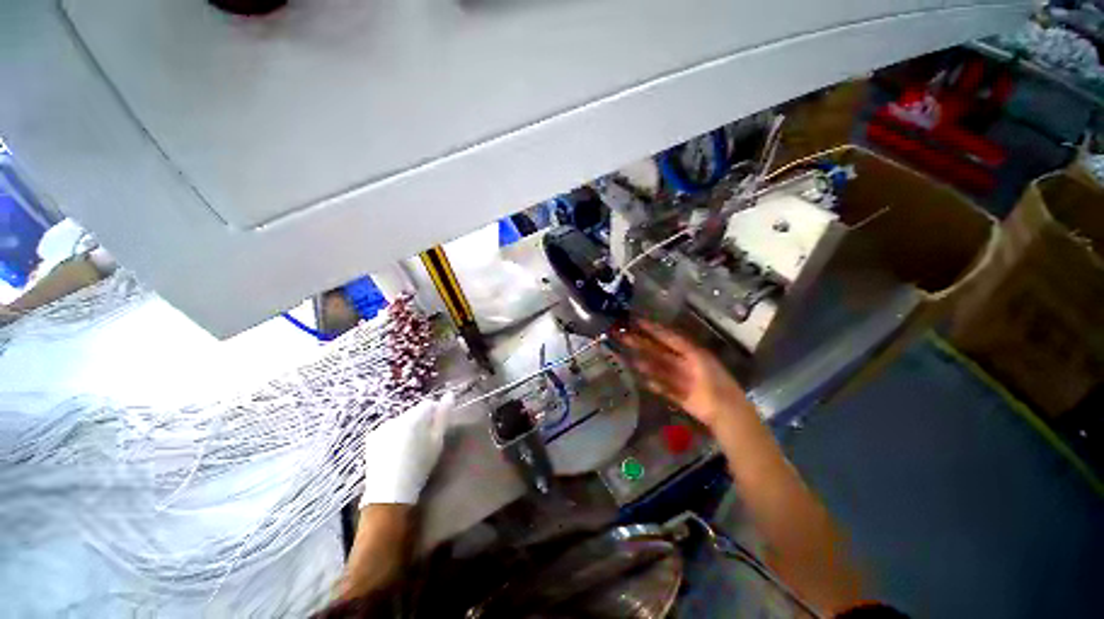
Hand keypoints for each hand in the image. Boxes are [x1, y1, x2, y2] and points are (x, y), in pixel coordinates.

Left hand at [360, 392, 454, 506]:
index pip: (429, 404)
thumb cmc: (419, 466)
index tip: (436, 430)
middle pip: (414, 412)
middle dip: (421, 422)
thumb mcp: (437, 441)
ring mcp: (381, 427)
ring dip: (407, 428)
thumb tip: (449, 395)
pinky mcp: (372, 438)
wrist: (390, 493)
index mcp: (413, 417)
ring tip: (409, 449)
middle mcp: (396, 417)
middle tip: (424, 442)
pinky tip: (396, 452)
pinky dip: (395, 436)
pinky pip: (389, 429)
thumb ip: (444, 416)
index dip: (435, 414)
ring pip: (402, 421)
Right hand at [615, 320, 750, 431]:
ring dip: (645, 364)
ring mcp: (680, 379)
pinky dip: (653, 384)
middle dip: (642, 344)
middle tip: (624, 337)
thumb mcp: (699, 357)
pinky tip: (642, 380)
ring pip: (658, 368)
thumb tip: (661, 331)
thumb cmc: (715, 380)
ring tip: (628, 359)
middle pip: (659, 351)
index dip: (653, 329)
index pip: (669, 337)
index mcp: (691, 352)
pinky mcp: (678, 395)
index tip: (637, 322)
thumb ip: (680, 345)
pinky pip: (662, 387)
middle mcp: (684, 363)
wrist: (725, 411)